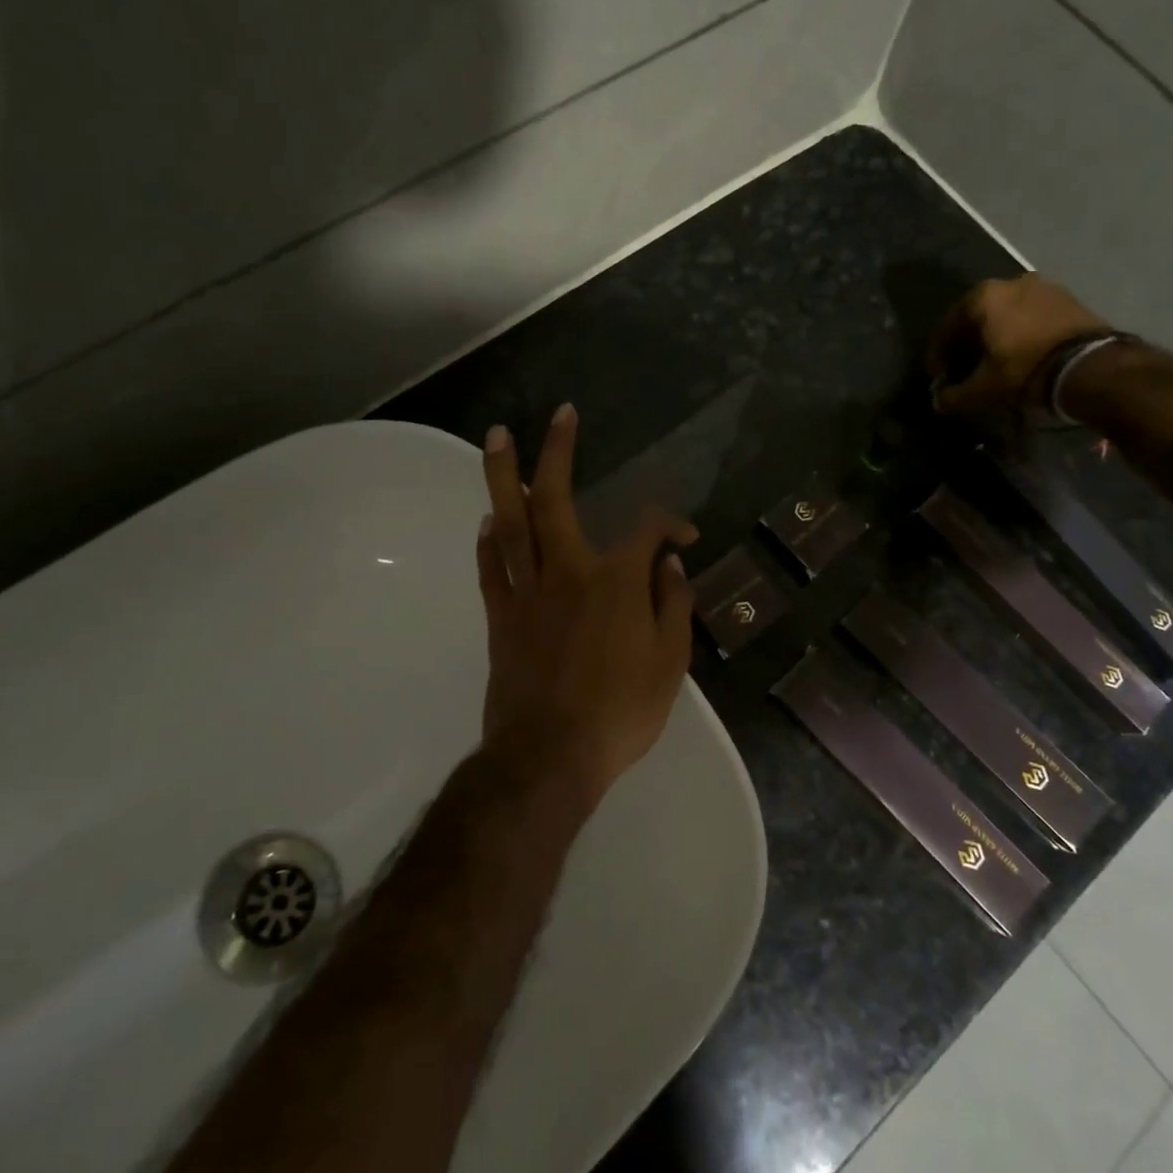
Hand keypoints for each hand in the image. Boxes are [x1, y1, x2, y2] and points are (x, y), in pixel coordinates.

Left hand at [476, 403, 698, 803]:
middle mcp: (568, 573)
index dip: (670, 523)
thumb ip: (673, 605)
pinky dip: (488, 541)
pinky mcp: (501, 618)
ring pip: (512, 523)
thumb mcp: (671, 663)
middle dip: (558, 453)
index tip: (684, 537)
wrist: (551, 756)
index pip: (646, 530)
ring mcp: (528, 593)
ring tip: (497, 438)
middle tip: (559, 416)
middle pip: (557, 500)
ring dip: (505, 477)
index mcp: (617, 582)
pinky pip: (491, 569)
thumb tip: (669, 564)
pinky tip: (489, 520)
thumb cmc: (621, 711)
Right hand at [927, 277, 1108, 414]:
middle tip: (964, 368)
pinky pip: (1031, 315)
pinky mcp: (1068, 298)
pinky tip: (1020, 354)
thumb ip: (954, 395)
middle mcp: (1010, 282)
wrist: (1090, 366)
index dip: (938, 354)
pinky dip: (1020, 332)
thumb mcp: (982, 389)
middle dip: (968, 343)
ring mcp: (1043, 286)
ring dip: (995, 335)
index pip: (948, 326)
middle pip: (977, 316)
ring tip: (994, 362)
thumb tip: (938, 401)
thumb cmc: (1024, 370)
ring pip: (1006, 313)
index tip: (938, 376)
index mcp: (983, 297)